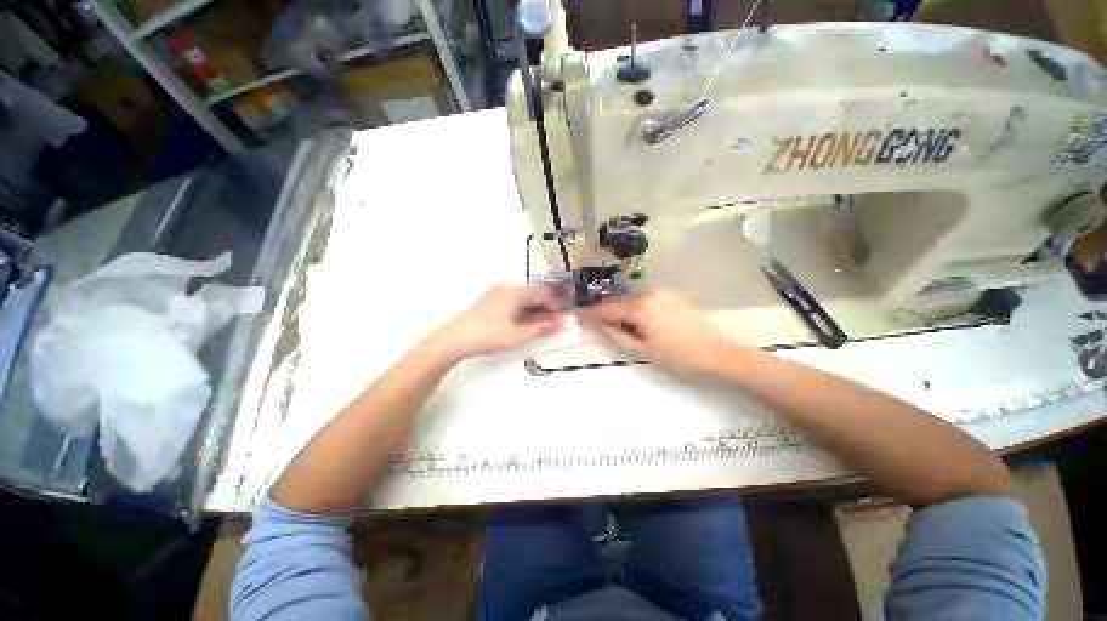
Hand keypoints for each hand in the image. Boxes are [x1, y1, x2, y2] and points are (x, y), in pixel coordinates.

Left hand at [430, 284, 563, 360]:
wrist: (457, 338)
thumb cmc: (491, 335)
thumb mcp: (520, 334)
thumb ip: (543, 327)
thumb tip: (561, 323)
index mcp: (516, 291)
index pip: (543, 294)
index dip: (555, 306)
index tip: (561, 319)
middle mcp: (507, 287)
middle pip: (533, 294)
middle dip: (544, 308)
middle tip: (550, 324)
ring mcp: (496, 292)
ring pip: (522, 298)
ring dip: (533, 310)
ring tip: (536, 325)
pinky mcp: (488, 299)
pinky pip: (511, 300)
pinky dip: (521, 309)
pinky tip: (520, 322)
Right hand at [578, 291, 738, 377]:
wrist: (721, 356)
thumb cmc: (679, 358)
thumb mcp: (643, 350)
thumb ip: (615, 335)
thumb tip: (595, 325)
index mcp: (641, 307)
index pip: (608, 308)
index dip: (591, 313)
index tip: (576, 317)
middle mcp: (650, 293)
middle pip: (619, 302)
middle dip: (607, 314)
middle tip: (597, 328)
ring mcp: (663, 294)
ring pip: (632, 301)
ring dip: (622, 313)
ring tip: (619, 330)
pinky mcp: (673, 297)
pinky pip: (646, 301)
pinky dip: (636, 311)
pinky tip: (640, 325)